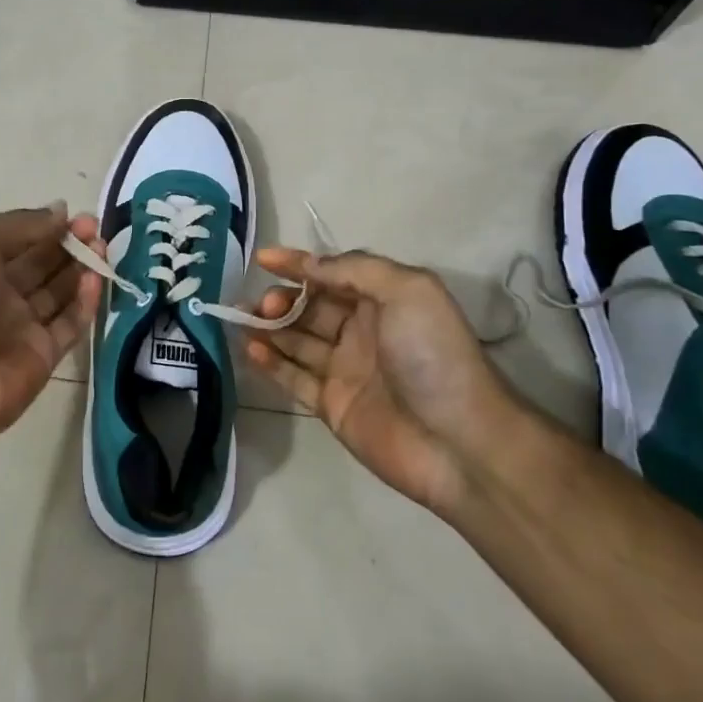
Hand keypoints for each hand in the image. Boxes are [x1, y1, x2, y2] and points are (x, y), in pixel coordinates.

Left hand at [0, 205, 103, 444]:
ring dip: (82, 268)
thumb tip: (60, 211)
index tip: (74, 214)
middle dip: (69, 244)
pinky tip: (96, 280)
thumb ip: (20, 225)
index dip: (46, 225)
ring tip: (103, 249)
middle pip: (43, 263)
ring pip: (60, 291)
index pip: (19, 239)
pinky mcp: (45, 354)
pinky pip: (70, 323)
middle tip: (95, 229)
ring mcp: (23, 326)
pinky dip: (86, 302)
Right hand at [248, 248, 515, 514]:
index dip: (298, 263)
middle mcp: (362, 330)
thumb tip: (309, 265)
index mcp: (383, 300)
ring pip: (296, 340)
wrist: (460, 442)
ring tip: (242, 321)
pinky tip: (250, 350)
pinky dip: (271, 363)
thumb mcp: (407, 291)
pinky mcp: (332, 405)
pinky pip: (294, 378)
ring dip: (269, 327)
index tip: (263, 258)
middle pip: (310, 307)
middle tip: (262, 305)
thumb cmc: (434, 356)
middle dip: (281, 298)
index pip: (332, 273)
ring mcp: (345, 369)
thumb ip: (354, 269)